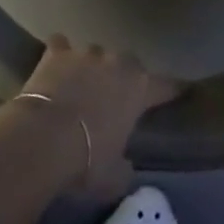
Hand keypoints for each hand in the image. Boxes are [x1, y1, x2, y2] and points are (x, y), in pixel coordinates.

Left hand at [15, 37, 178, 194]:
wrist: (44, 137)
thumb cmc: (87, 160)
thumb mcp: (114, 177)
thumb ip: (124, 166)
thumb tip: (124, 165)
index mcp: (138, 88)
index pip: (164, 86)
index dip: (171, 90)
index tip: (178, 91)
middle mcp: (116, 61)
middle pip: (127, 64)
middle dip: (123, 77)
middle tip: (115, 98)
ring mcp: (85, 52)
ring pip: (95, 54)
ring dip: (92, 68)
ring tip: (82, 87)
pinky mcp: (57, 51)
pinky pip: (61, 46)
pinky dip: (60, 55)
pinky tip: (55, 66)